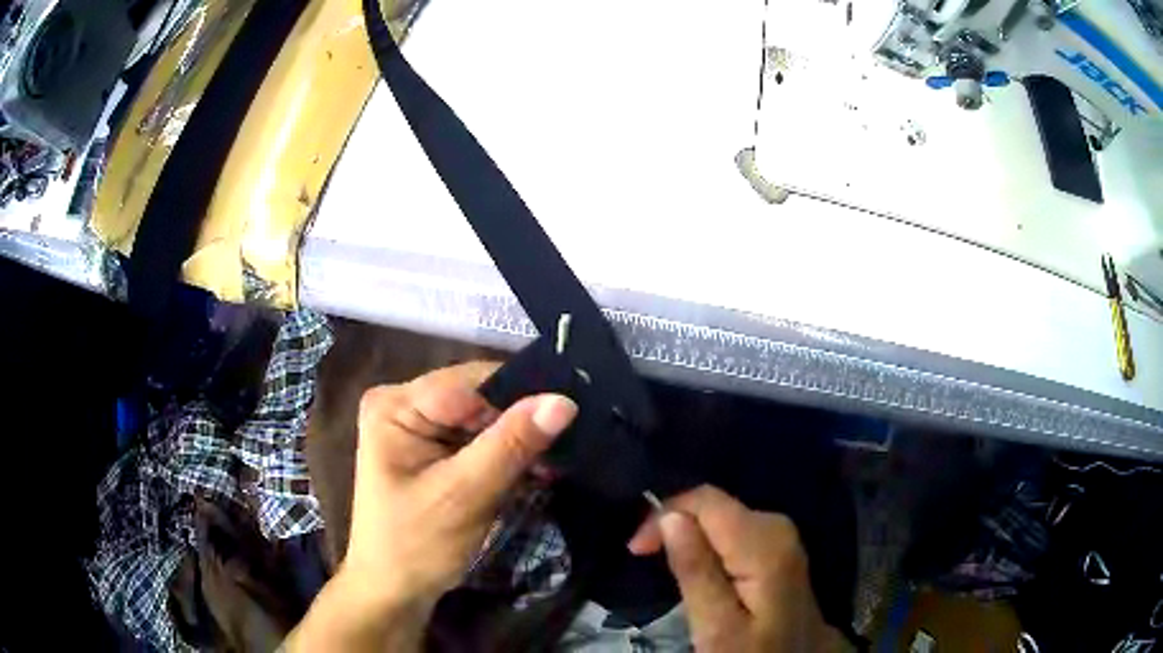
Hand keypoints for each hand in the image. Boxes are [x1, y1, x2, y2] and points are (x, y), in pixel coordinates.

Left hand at [286, 362, 577, 651]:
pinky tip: (538, 468)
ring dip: (520, 440)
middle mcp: (404, 404)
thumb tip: (564, 400)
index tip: (571, 414)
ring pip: (485, 418)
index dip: (520, 397)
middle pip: (478, 397)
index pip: (470, 383)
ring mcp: (418, 426)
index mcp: (395, 405)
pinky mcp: (433, 449)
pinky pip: (480, 439)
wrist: (394, 591)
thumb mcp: (464, 495)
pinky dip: (508, 454)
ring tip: (562, 457)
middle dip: (521, 421)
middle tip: (573, 440)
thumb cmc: (416, 545)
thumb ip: (511, 445)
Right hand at [628, 485, 842, 652]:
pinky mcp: (779, 550)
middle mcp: (778, 527)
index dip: (664, 513)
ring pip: (723, 518)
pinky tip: (697, 565)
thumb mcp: (717, 626)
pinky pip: (735, 532)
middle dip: (676, 524)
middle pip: (715, 506)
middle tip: (645, 558)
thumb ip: (695, 571)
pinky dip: (708, 544)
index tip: (636, 550)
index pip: (706, 500)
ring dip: (690, 536)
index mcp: (764, 542)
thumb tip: (670, 517)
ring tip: (665, 564)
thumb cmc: (754, 652)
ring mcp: (783, 538)